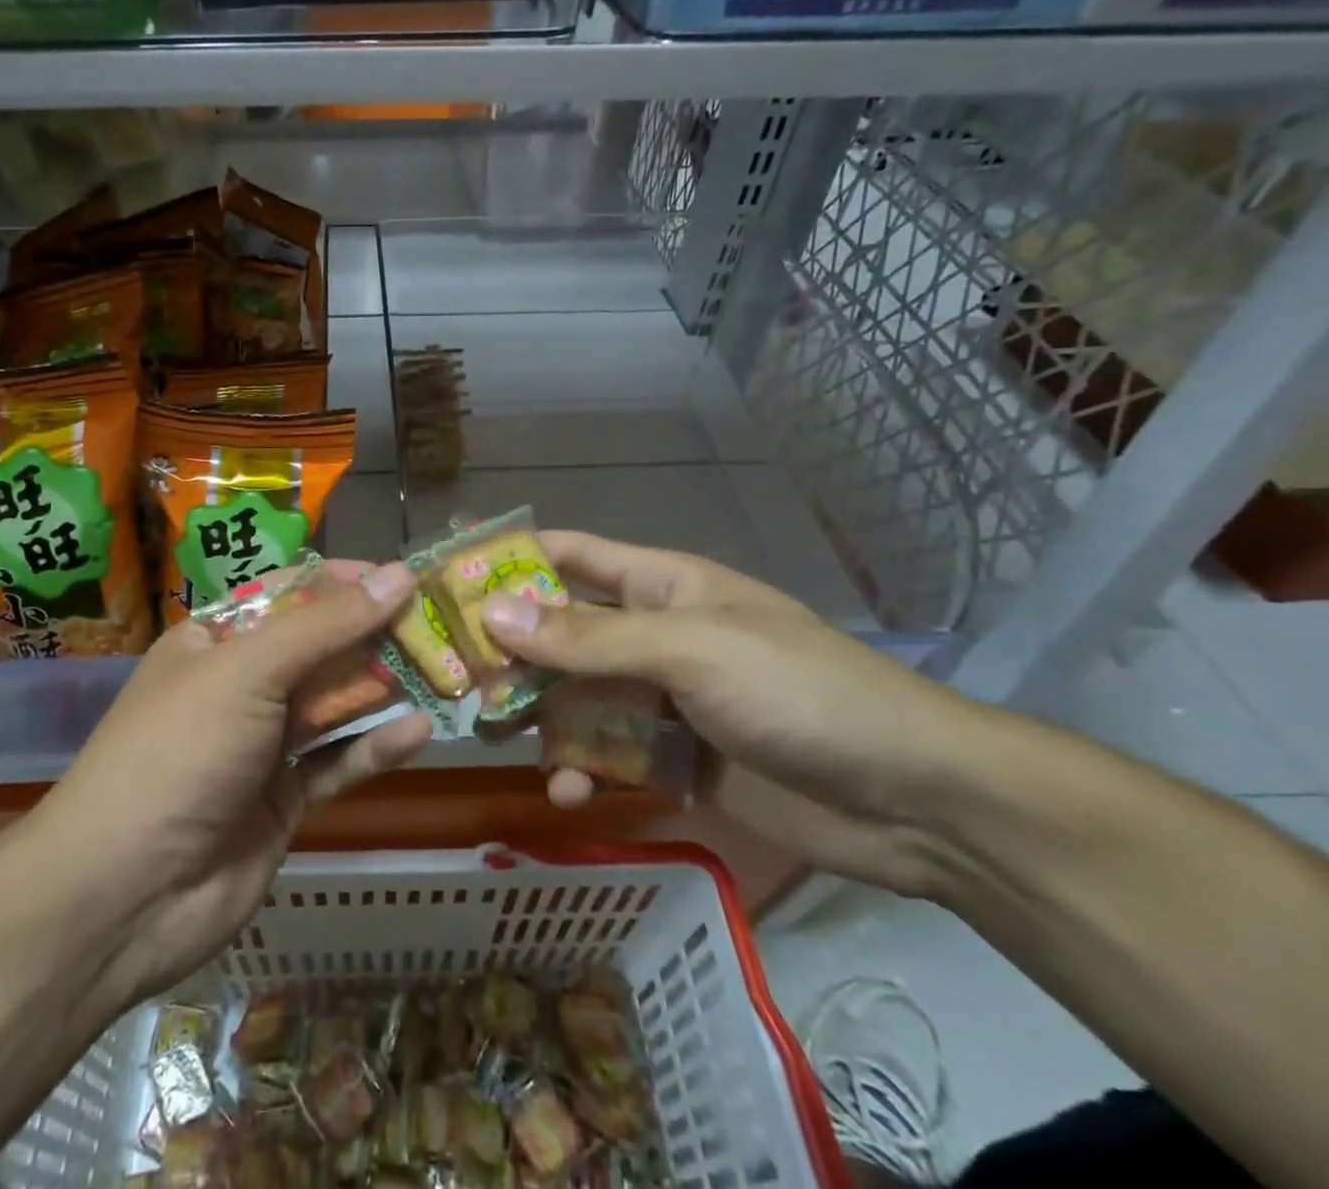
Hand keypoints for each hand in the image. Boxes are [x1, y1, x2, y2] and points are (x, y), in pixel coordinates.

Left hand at [37, 561, 433, 1005]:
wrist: (123, 898)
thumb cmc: (178, 753)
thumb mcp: (248, 672)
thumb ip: (326, 625)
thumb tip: (398, 574)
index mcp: (214, 643)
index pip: (288, 595)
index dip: (343, 582)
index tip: (401, 575)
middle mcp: (239, 687)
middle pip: (318, 649)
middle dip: (374, 634)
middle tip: (439, 623)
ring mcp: (262, 746)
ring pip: (333, 705)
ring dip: (383, 689)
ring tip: (445, 670)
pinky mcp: (283, 800)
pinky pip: (337, 763)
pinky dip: (375, 748)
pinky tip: (420, 731)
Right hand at [480, 531, 992, 896]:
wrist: (911, 798)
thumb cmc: (797, 690)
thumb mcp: (690, 649)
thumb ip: (589, 638)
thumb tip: (493, 615)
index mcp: (659, 585)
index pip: (569, 556)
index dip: (509, 559)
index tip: (445, 576)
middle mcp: (652, 634)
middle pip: (559, 631)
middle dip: (508, 650)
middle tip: (450, 675)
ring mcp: (661, 697)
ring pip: (575, 696)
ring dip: (536, 715)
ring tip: (491, 734)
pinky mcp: (675, 757)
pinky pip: (607, 755)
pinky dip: (581, 770)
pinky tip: (567, 792)